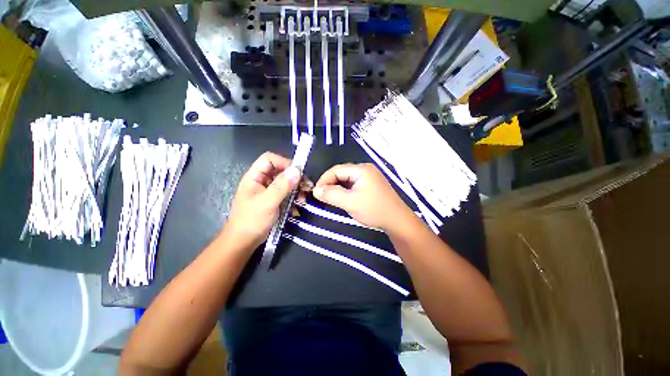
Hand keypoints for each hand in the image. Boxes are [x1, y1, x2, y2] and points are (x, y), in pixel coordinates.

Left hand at [223, 152, 300, 249]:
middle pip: (280, 171)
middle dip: (294, 178)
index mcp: (255, 177)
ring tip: (303, 198)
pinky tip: (298, 206)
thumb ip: (282, 185)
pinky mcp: (273, 200)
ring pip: (285, 183)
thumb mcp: (268, 202)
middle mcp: (261, 181)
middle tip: (306, 186)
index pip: (270, 159)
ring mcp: (268, 191)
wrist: (244, 242)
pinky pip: (286, 193)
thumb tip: (297, 170)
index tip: (298, 172)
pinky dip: (293, 197)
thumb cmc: (251, 220)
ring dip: (296, 189)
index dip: (284, 162)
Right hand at [313, 163, 412, 232]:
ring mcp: (369, 178)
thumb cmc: (374, 210)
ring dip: (337, 189)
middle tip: (322, 197)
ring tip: (330, 199)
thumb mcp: (350, 202)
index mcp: (361, 169)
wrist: (397, 221)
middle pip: (342, 174)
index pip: (337, 170)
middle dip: (330, 185)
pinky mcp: (371, 186)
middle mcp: (366, 170)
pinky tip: (342, 199)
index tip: (316, 192)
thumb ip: (331, 195)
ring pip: (347, 180)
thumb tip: (316, 190)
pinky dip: (345, 192)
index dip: (324, 180)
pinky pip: (353, 186)